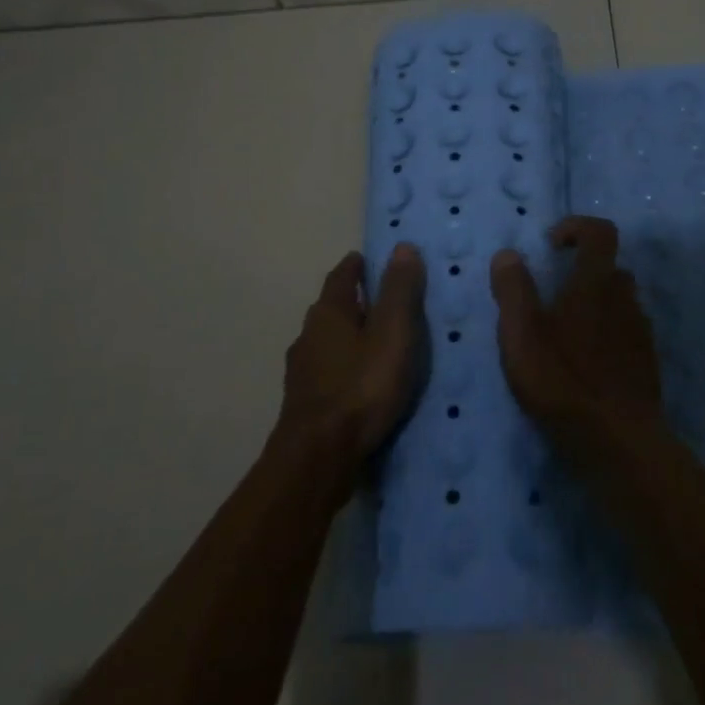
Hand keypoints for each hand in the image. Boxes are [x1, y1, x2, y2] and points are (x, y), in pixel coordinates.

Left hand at [274, 244, 426, 490]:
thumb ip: (399, 291)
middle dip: (354, 301)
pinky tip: (361, 382)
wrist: (318, 457)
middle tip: (383, 301)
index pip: (342, 275)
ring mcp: (302, 371)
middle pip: (332, 308)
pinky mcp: (304, 403)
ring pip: (328, 341)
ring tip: (377, 343)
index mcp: (329, 312)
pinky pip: (328, 371)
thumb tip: (402, 246)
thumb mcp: (393, 334)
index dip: (357, 266)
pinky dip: (345, 366)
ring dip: (349, 336)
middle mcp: (309, 335)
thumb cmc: (361, 387)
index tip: (371, 260)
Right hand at [491, 216, 660, 440]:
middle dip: (583, 272)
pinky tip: (586, 365)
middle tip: (552, 296)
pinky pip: (627, 334)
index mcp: (595, 284)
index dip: (577, 227)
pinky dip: (608, 337)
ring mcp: (641, 332)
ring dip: (596, 306)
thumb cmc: (563, 381)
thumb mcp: (521, 334)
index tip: (552, 245)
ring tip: (565, 335)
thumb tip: (508, 254)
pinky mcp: (647, 364)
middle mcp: (625, 299)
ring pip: (621, 303)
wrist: (619, 443)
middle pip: (611, 268)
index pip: (600, 233)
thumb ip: (513, 290)